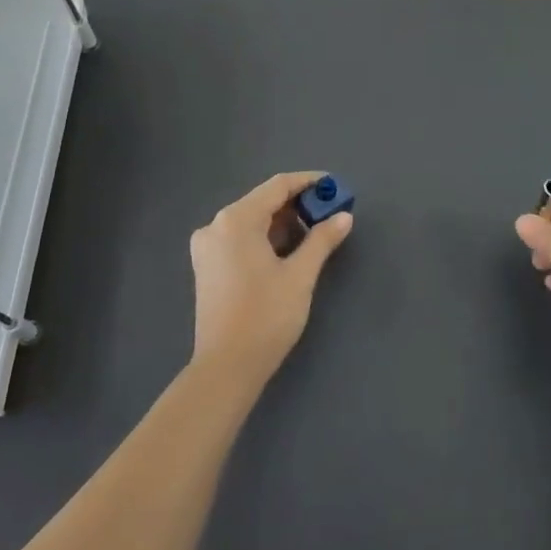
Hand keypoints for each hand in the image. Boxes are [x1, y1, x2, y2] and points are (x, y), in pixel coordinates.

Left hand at [190, 171, 352, 380]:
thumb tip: (343, 216)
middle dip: (297, 205)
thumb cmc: (266, 316)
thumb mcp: (300, 275)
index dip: (308, 182)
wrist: (226, 367)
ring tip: (314, 234)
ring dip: (282, 223)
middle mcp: (215, 226)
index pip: (277, 187)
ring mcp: (206, 247)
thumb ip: (322, 240)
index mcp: (236, 220)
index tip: (334, 185)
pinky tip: (287, 251)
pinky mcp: (206, 266)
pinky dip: (264, 238)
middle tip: (329, 213)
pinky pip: (240, 239)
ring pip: (251, 222)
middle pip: (262, 202)